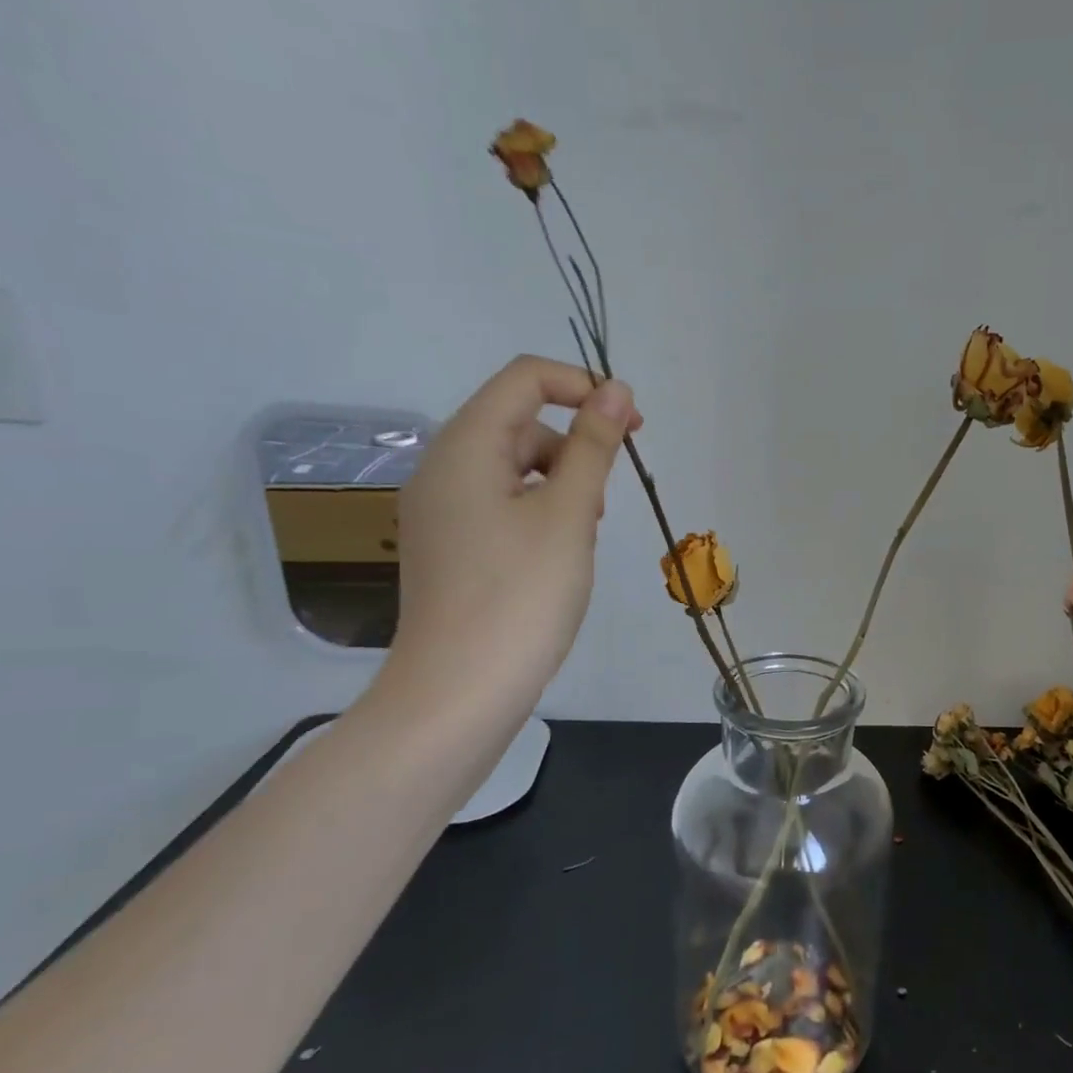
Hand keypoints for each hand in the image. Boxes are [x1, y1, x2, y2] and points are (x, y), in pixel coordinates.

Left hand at [381, 355, 641, 727]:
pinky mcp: (450, 547)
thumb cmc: (521, 595)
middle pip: (520, 423)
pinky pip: (501, 504)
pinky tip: (558, 557)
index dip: (583, 387)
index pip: (525, 379)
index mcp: (463, 447)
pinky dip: (539, 513)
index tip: (631, 427)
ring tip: (583, 537)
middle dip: (575, 448)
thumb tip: (615, 389)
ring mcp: (440, 511)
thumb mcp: (569, 513)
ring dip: (561, 484)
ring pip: (514, 467)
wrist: (459, 693)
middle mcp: (442, 468)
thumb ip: (594, 445)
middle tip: (604, 505)